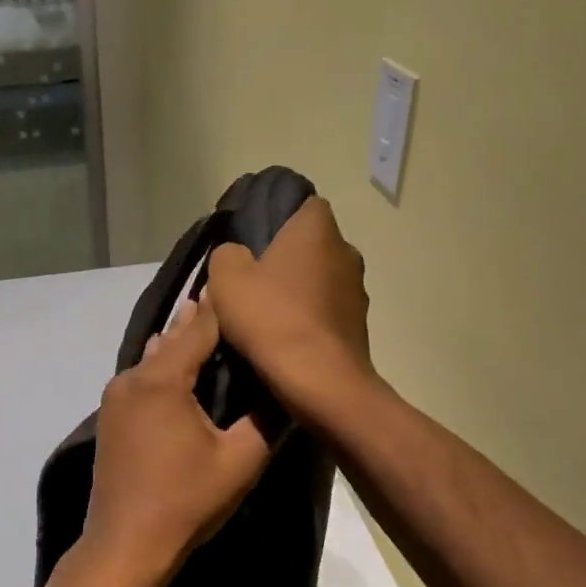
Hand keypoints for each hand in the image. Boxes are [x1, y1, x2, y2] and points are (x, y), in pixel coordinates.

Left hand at [83, 298, 271, 585]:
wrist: (125, 545)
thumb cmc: (185, 501)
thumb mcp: (240, 461)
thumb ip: (266, 419)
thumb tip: (288, 388)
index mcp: (162, 380)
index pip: (199, 328)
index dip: (223, 307)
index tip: (244, 285)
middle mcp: (133, 378)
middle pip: (173, 337)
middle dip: (200, 320)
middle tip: (228, 298)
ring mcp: (115, 397)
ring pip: (154, 357)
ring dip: (179, 342)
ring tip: (205, 324)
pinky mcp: (111, 418)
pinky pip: (142, 378)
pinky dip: (163, 366)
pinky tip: (179, 370)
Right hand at [205, 197, 376, 425]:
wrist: (321, 382)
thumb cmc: (272, 318)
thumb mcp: (225, 279)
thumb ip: (227, 254)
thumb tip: (237, 255)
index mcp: (318, 229)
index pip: (302, 204)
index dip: (277, 217)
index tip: (251, 239)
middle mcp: (346, 251)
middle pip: (310, 245)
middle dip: (284, 259)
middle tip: (251, 281)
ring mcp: (357, 291)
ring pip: (319, 280)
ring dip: (297, 292)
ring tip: (265, 315)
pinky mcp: (359, 326)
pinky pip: (326, 312)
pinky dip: (307, 320)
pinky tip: (284, 339)